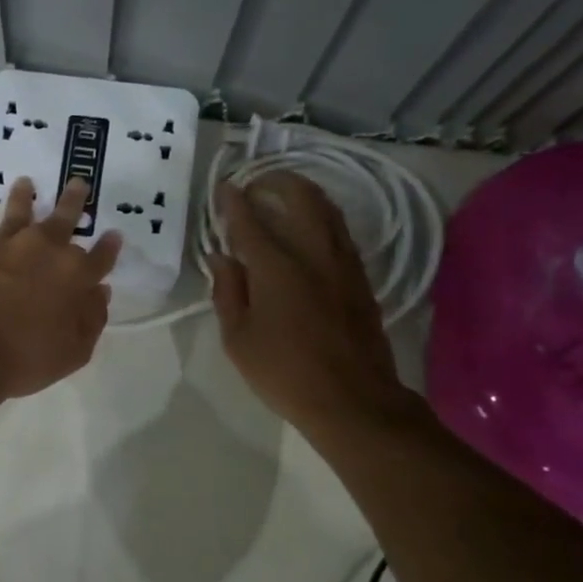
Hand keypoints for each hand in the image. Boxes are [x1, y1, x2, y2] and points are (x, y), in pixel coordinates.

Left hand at [0, 177, 121, 398]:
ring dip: (23, 196)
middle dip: (74, 201)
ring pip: (18, 212)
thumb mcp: (74, 352)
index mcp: (75, 274)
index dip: (109, 246)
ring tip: (24, 182)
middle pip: (64, 218)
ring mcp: (7, 246)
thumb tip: (100, 293)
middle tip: (78, 183)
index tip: (114, 235)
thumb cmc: (26, 358)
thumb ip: (92, 319)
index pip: (100, 256)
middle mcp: (44, 250)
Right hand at [209, 174, 421, 438]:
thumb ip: (227, 291)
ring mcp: (343, 262)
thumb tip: (221, 257)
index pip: (250, 221)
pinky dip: (321, 216)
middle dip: (275, 182)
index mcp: (276, 267)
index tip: (223, 187)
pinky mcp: (360, 277)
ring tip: (283, 195)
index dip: (233, 201)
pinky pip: (340, 231)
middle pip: (299, 197)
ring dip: (302, 193)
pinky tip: (309, 228)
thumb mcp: (238, 338)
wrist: (352, 399)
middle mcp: (313, 253)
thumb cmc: (283, 372)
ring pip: (326, 209)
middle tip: (255, 185)